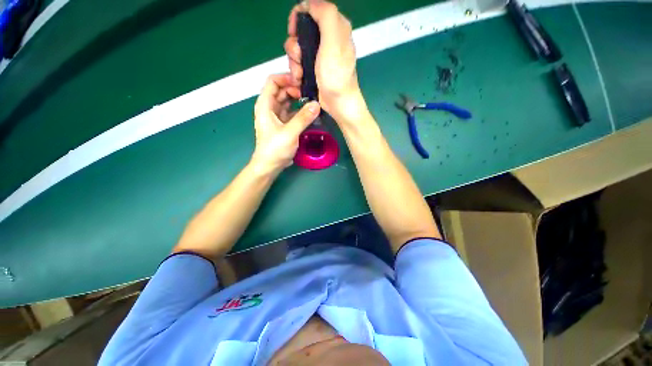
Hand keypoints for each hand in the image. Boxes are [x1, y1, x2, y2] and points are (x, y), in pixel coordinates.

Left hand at [251, 74, 320, 174]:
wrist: (270, 165)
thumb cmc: (275, 148)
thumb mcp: (289, 132)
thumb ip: (303, 118)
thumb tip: (317, 104)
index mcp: (265, 104)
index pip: (273, 81)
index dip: (287, 78)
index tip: (302, 82)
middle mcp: (270, 107)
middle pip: (282, 90)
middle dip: (296, 89)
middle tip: (311, 94)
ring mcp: (277, 116)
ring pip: (287, 101)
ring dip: (299, 100)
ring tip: (313, 101)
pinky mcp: (283, 124)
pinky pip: (292, 112)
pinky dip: (300, 111)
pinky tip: (310, 113)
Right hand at [285, 0, 368, 124]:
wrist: (337, 103)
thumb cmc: (336, 75)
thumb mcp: (333, 40)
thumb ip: (325, 15)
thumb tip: (309, 3)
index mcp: (335, 27)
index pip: (311, 10)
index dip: (298, 18)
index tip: (294, 32)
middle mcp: (327, 39)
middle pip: (300, 32)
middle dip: (295, 46)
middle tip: (300, 58)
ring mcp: (319, 56)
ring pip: (297, 49)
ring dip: (294, 62)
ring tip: (301, 73)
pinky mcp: (314, 70)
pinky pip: (299, 64)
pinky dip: (296, 71)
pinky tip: (300, 79)